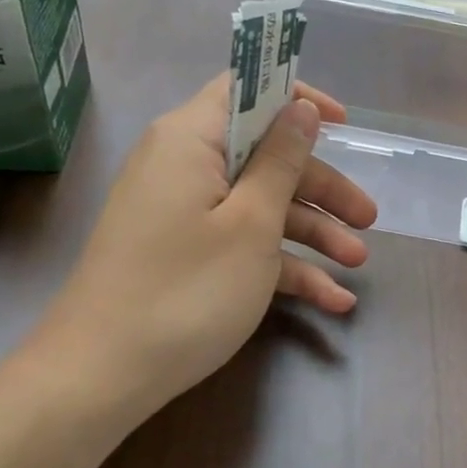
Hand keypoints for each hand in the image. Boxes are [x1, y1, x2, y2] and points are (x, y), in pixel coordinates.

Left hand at [37, 76, 376, 419]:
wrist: (97, 379)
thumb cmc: (185, 289)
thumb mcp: (251, 223)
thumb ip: (282, 160)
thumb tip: (300, 108)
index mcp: (192, 139)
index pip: (245, 88)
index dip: (296, 97)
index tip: (343, 123)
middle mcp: (183, 165)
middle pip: (263, 156)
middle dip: (321, 187)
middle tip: (368, 218)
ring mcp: (181, 212)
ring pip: (257, 204)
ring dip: (310, 232)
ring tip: (357, 264)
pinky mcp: (182, 253)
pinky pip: (238, 243)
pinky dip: (280, 265)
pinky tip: (330, 299)